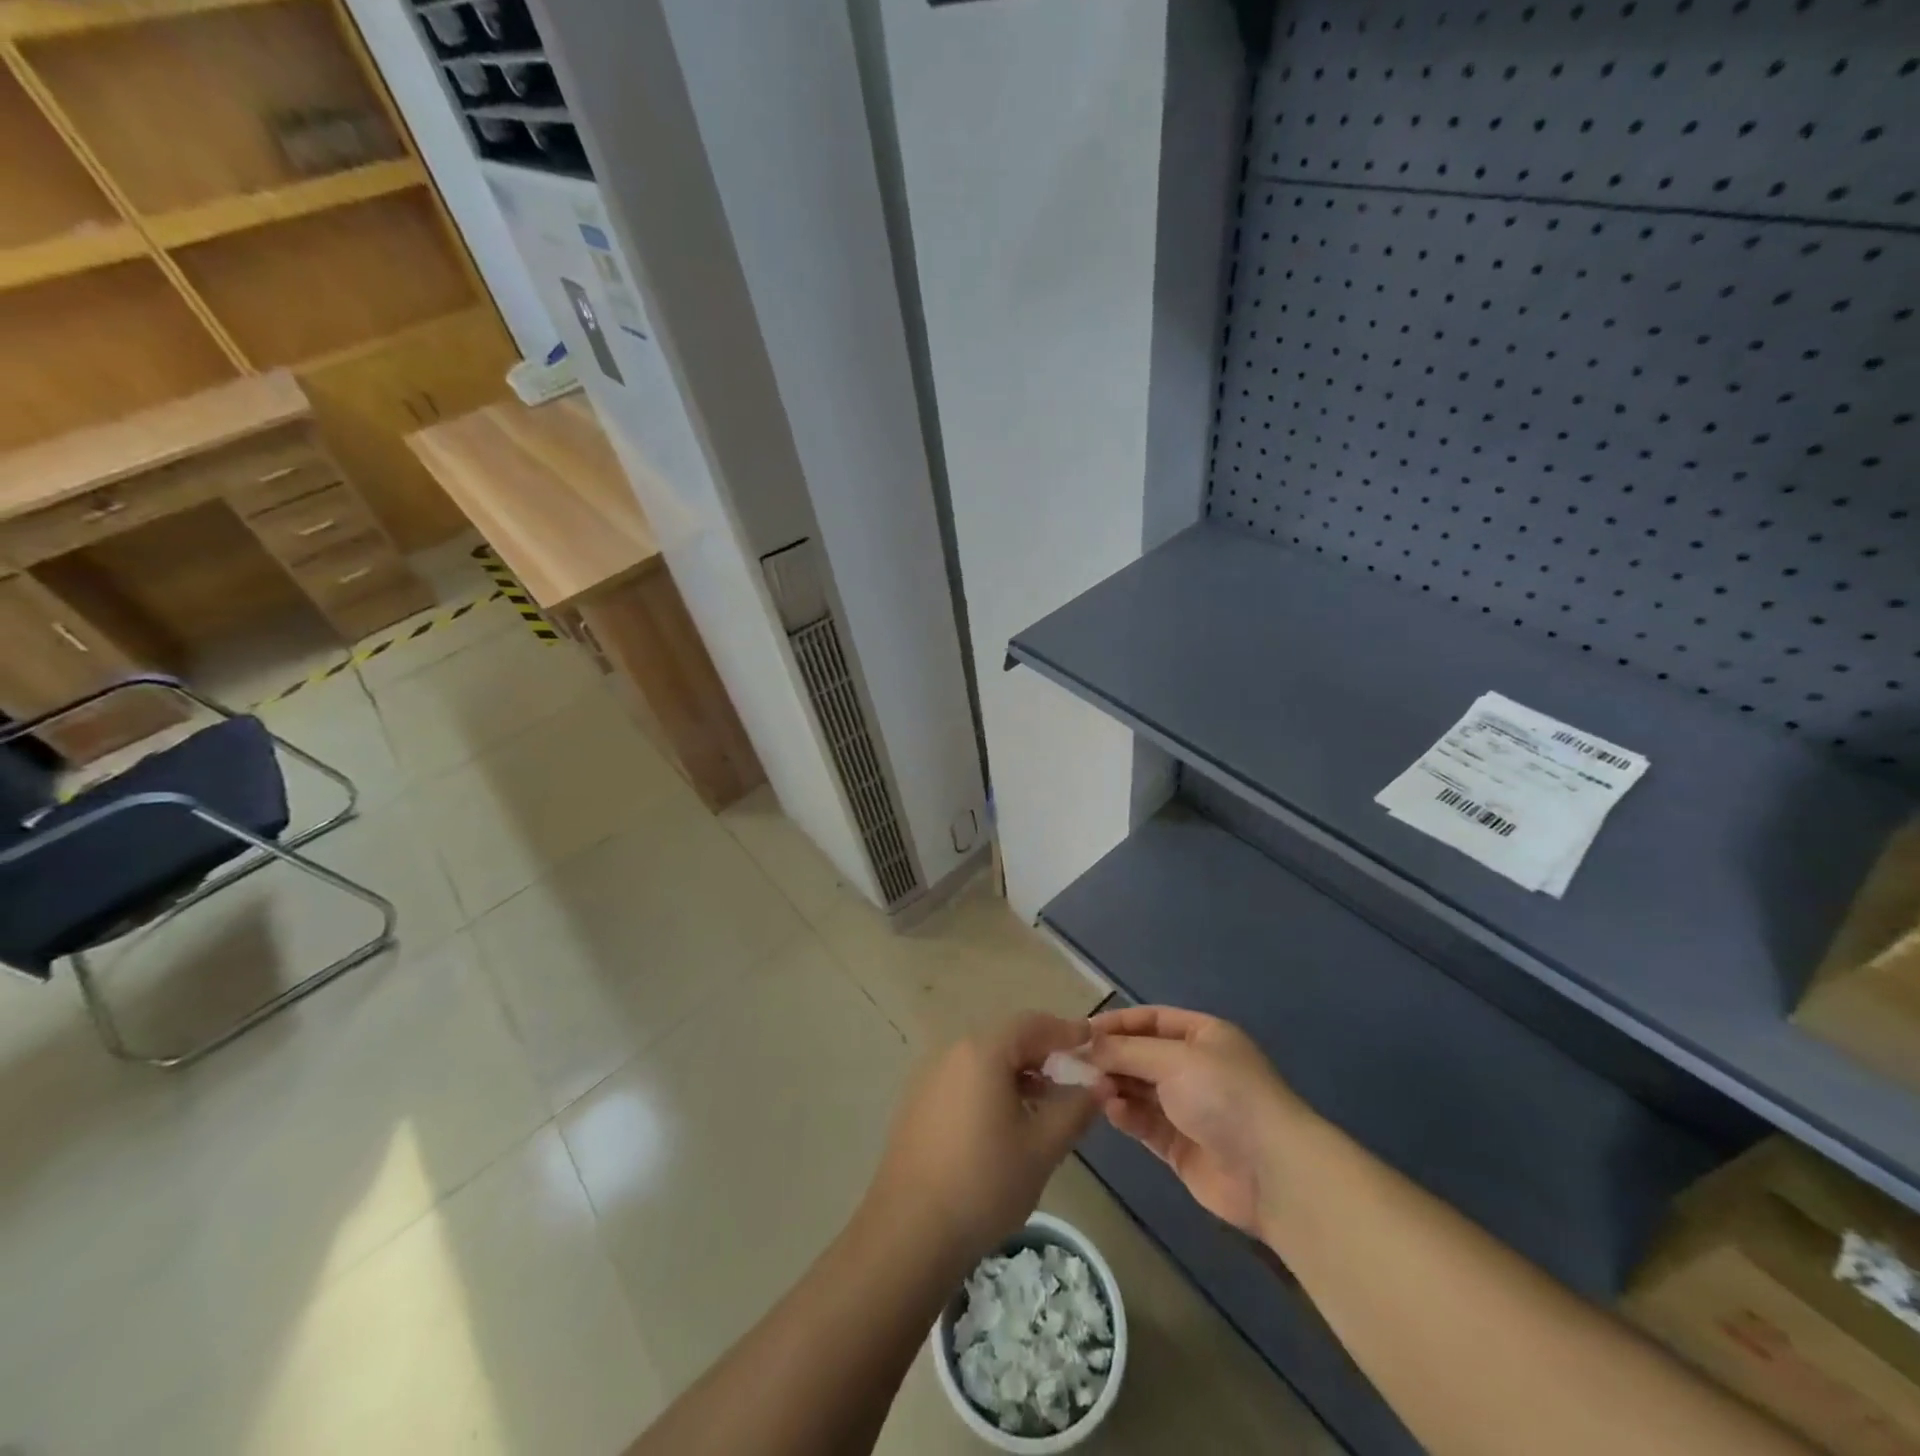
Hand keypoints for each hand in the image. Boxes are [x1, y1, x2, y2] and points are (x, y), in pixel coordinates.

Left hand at [861, 1013, 1111, 1269]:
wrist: (910, 1232)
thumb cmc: (985, 1183)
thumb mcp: (1042, 1148)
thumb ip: (1075, 1109)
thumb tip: (1100, 1083)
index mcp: (982, 1052)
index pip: (1031, 1024)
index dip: (1064, 1031)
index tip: (1091, 1041)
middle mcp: (952, 1053)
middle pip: (1006, 1039)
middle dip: (1042, 1053)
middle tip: (1072, 1075)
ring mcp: (929, 1078)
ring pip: (983, 1061)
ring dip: (1017, 1073)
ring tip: (1045, 1102)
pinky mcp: (917, 1104)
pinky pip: (963, 1081)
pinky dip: (991, 1088)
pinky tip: (1006, 1122)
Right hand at [1087, 1005, 1301, 1235]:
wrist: (1273, 1173)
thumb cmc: (1225, 1096)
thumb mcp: (1174, 1060)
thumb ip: (1126, 1051)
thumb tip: (1084, 1045)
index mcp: (1203, 1036)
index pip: (1150, 1020)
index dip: (1116, 1023)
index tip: (1080, 1032)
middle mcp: (1195, 1067)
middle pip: (1141, 1055)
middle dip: (1110, 1058)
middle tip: (1073, 1063)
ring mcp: (1188, 1108)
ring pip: (1139, 1090)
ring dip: (1114, 1086)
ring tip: (1089, 1087)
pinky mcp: (1180, 1146)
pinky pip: (1145, 1123)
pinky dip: (1126, 1115)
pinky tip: (1110, 1111)